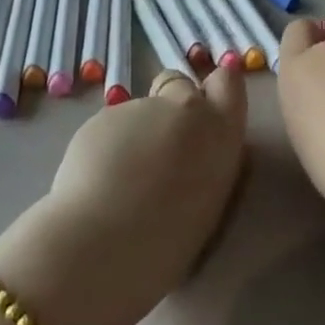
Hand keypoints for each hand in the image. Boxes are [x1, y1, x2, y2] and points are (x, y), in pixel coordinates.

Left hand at [0, 67, 247, 324]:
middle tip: (158, 143)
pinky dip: (105, 144)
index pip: (228, 81)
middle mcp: (185, 108)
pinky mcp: (102, 116)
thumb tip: (191, 152)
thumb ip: (206, 158)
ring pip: (140, 109)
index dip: (214, 89)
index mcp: (221, 132)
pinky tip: (96, 179)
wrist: (106, 242)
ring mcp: (141, 107)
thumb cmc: (169, 238)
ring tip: (121, 177)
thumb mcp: (210, 197)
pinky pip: (109, 125)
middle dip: (170, 102)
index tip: (203, 108)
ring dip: (135, 131)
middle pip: (178, 84)